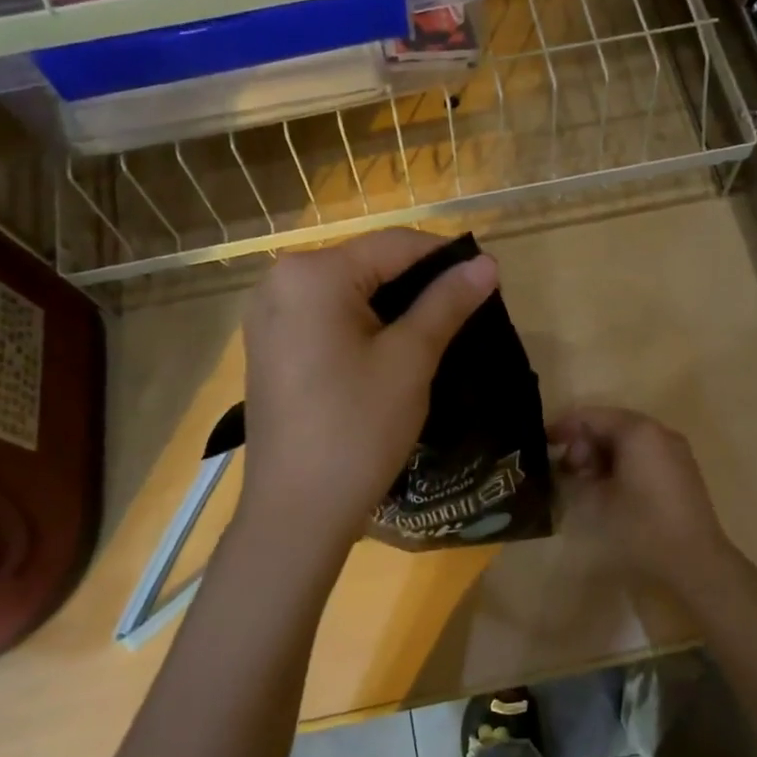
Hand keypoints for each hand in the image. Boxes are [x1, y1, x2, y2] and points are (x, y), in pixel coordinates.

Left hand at [239, 230, 497, 547]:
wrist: (296, 511)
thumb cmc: (357, 429)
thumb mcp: (409, 360)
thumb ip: (446, 303)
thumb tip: (487, 264)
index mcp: (312, 274)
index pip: (394, 244)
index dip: (446, 257)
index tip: (488, 279)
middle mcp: (279, 281)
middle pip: (367, 264)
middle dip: (420, 283)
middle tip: (467, 310)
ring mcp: (268, 316)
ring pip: (347, 292)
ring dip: (394, 305)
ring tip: (439, 330)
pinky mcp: (270, 347)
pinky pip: (325, 318)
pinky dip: (363, 325)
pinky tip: (392, 349)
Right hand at [549, 407, 736, 597]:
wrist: (695, 562)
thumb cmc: (641, 526)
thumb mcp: (595, 501)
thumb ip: (574, 475)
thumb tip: (566, 467)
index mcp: (638, 431)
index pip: (591, 416)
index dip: (564, 427)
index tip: (542, 444)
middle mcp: (659, 432)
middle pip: (611, 425)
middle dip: (584, 444)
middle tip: (566, 471)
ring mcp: (674, 451)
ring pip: (627, 441)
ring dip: (602, 456)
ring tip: (585, 484)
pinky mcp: (681, 471)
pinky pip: (644, 455)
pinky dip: (622, 464)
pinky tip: (610, 489)